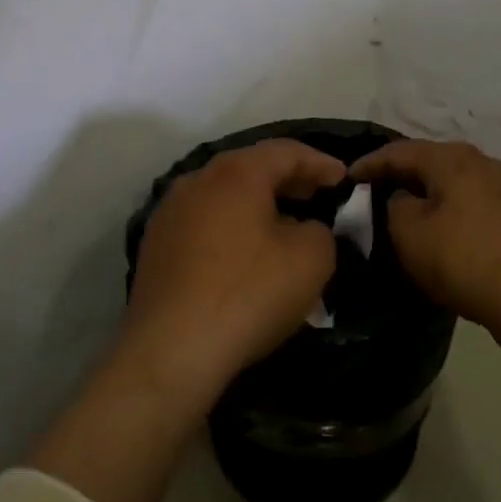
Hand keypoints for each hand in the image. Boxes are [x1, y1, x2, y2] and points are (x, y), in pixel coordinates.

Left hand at [117, 139, 345, 406]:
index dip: (320, 162)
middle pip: (250, 168)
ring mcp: (169, 214)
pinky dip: (231, 226)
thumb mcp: (311, 259)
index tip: (344, 179)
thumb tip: (305, 229)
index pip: (286, 151)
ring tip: (285, 223)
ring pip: (223, 195)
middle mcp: (196, 181)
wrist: (172, 350)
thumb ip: (320, 230)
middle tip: (317, 194)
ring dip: (257, 203)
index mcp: (235, 173)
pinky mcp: (155, 248)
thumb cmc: (249, 293)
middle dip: (288, 179)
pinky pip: (204, 223)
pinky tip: (246, 253)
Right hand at [350, 140, 500, 329]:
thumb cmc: (461, 258)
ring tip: (403, 205)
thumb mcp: (408, 233)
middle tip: (373, 188)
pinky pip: (471, 198)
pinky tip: (439, 222)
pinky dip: (449, 205)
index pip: (400, 151)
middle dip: (401, 173)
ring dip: (427, 189)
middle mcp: (483, 161)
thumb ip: (395, 206)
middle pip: (431, 160)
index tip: (346, 178)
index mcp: (453, 158)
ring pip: (453, 179)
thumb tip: (404, 199)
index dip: (370, 163)